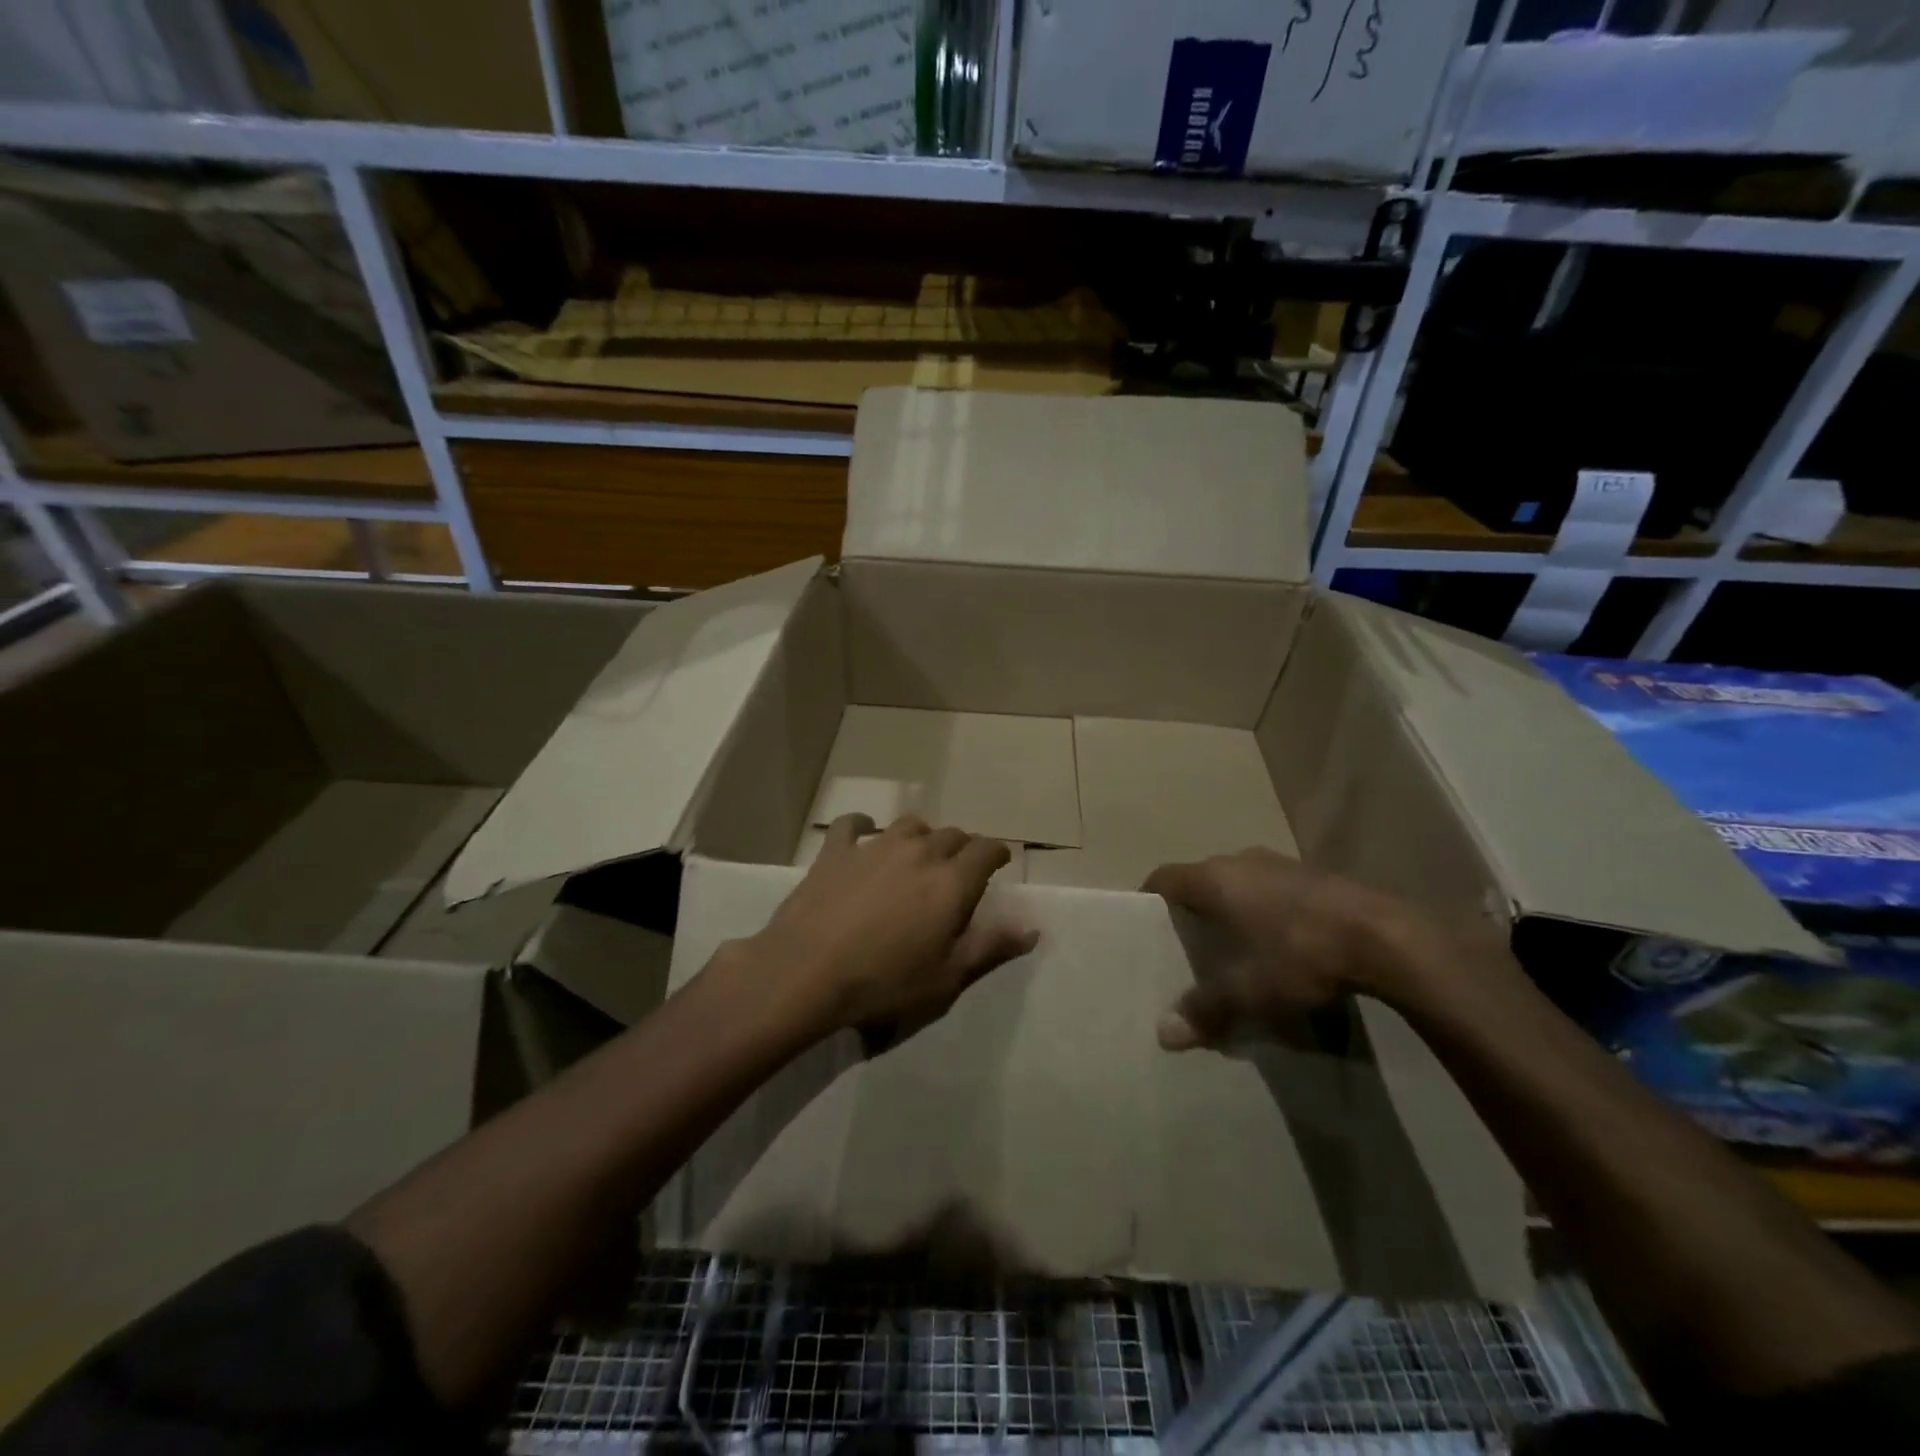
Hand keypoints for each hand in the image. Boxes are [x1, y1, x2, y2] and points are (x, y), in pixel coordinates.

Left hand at [748, 813, 1038, 1046]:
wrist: (808, 972)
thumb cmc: (885, 982)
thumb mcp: (947, 977)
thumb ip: (991, 947)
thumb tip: (1032, 928)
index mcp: (951, 881)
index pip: (986, 851)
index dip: (996, 854)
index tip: (998, 864)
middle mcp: (919, 852)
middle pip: (951, 835)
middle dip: (962, 848)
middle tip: (958, 869)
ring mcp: (875, 846)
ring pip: (909, 825)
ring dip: (921, 835)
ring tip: (918, 853)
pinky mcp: (836, 851)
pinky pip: (852, 824)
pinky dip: (862, 825)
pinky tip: (862, 833)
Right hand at [1142, 848, 1444, 1050]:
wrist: (1385, 937)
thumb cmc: (1300, 954)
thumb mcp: (1249, 991)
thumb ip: (1205, 1009)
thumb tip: (1163, 1034)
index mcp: (1214, 878)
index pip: (1164, 878)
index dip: (1150, 899)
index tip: (1145, 926)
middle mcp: (1240, 860)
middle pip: (1201, 879)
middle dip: (1192, 909)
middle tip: (1187, 945)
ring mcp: (1280, 862)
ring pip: (1239, 881)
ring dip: (1232, 907)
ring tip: (1233, 946)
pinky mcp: (1314, 873)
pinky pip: (1271, 887)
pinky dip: (1265, 908)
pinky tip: (1280, 942)